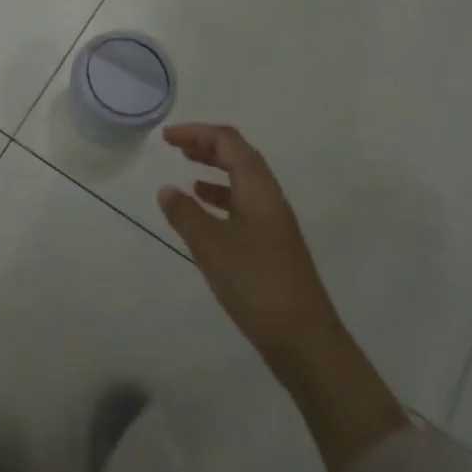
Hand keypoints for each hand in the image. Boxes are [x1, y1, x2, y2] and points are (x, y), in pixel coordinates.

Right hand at [158, 123, 406, 471]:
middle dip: (206, 145)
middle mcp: (269, 197)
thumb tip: (167, 190)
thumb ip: (185, 214)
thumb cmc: (255, 283)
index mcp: (258, 188)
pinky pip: (243, 204)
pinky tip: (204, 210)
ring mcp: (274, 221)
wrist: (304, 339)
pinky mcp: (273, 244)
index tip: (167, 137)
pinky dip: (221, 197)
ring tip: (186, 171)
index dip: (197, 132)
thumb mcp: (210, 246)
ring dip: (214, 169)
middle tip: (175, 146)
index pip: (228, 141)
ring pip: (242, 180)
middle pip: (238, 155)